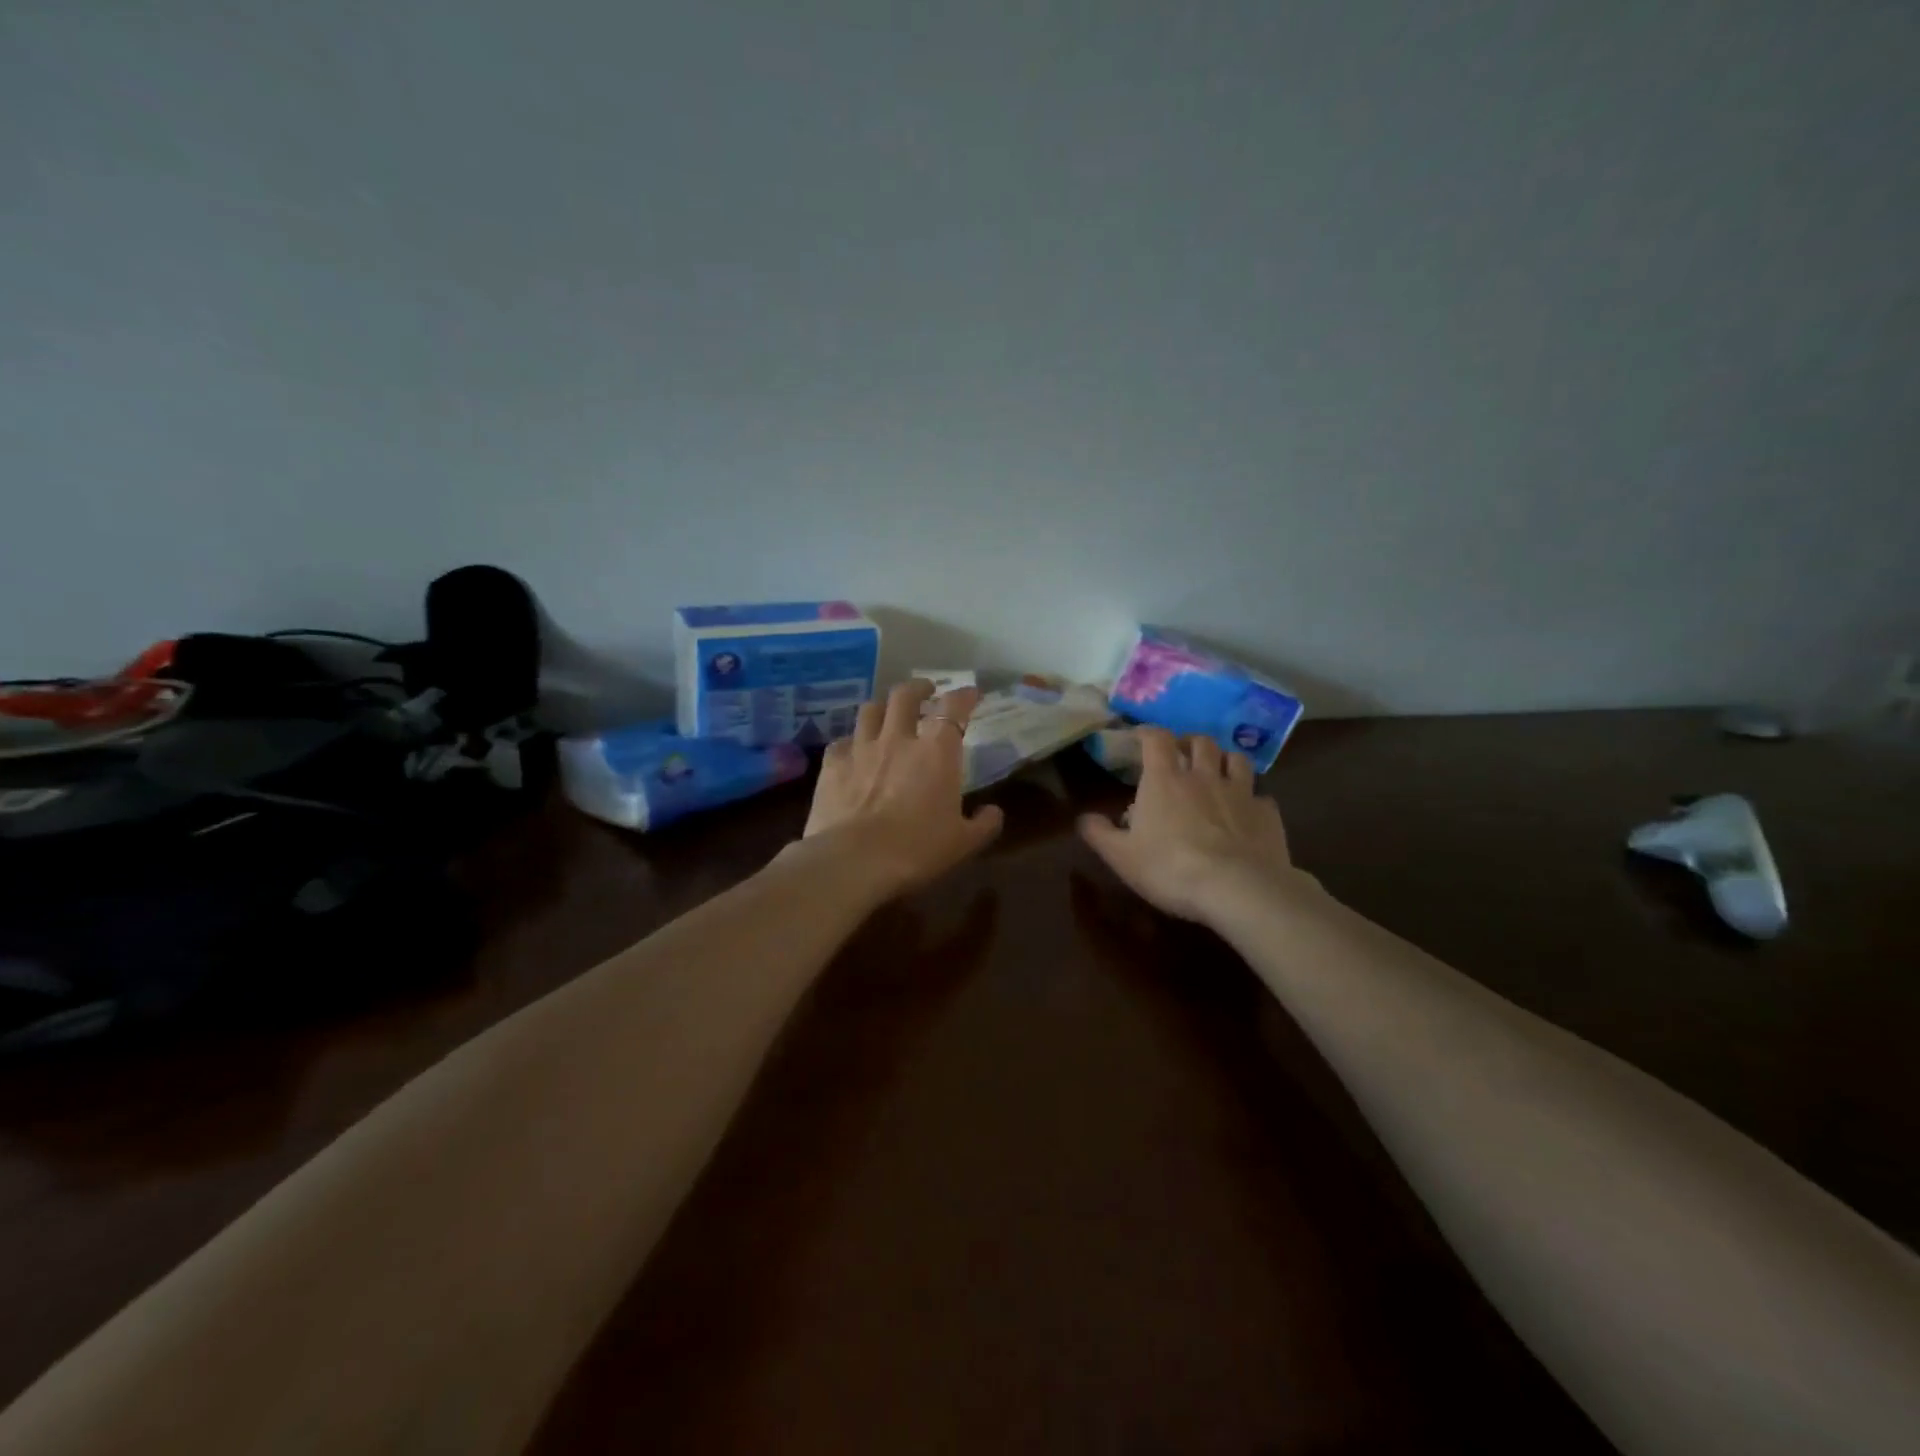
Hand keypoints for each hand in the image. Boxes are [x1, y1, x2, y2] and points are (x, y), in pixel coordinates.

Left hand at [799, 679, 1003, 899]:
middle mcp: (898, 739)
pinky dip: (851, 742)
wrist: (854, 861)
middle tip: (925, 691)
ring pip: (870, 710)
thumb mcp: (963, 843)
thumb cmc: (916, 850)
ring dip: (882, 708)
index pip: (954, 708)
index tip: (971, 693)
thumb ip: (984, 824)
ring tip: (887, 714)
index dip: (964, 696)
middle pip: (905, 695)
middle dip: (917, 688)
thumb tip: (994, 812)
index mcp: (936, 752)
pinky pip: (842, 742)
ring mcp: (861, 748)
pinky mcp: (832, 765)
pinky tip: (853, 751)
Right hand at [1078, 728, 1304, 924]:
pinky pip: (1261, 796)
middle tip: (1181, 755)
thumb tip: (1083, 817)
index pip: (1156, 739)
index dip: (1147, 733)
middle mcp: (1203, 775)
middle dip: (1189, 743)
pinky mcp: (1268, 814)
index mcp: (1164, 779)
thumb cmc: (1170, 868)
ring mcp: (1240, 792)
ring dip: (1224, 760)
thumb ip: (1100, 833)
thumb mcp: (1121, 856)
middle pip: (1200, 741)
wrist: (1238, 888)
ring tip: (1217, 772)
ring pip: (1236, 759)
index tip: (1140, 738)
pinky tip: (1248, 812)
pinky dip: (1252, 798)